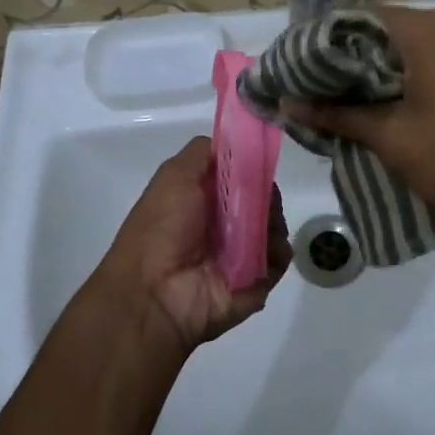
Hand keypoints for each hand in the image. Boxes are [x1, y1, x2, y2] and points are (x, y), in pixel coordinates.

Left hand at [90, 137, 289, 356]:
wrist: (153, 293)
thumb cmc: (161, 228)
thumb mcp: (175, 175)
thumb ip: (204, 153)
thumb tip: (236, 142)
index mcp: (205, 199)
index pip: (242, 174)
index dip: (252, 165)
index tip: (259, 160)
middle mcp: (226, 224)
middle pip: (263, 198)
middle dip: (266, 192)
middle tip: (257, 197)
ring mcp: (244, 252)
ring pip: (276, 224)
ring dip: (273, 219)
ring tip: (257, 226)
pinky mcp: (259, 279)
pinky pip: (281, 257)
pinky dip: (278, 249)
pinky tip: (263, 248)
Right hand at [285, 6, 434, 240]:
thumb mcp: (392, 138)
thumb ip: (337, 114)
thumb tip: (286, 103)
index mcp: (431, 29)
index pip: (362, 17)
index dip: (327, 43)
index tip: (303, 72)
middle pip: (390, 31)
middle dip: (355, 61)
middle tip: (323, 94)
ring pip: (418, 48)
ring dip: (386, 72)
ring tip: (357, 106)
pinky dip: (417, 79)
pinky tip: (403, 111)